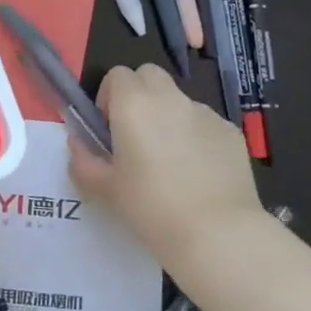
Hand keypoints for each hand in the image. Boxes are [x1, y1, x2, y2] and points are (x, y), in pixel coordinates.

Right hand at [67, 63, 262, 267]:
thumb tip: (78, 144)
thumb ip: (84, 161)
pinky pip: (205, 124)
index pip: (117, 75)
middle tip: (136, 135)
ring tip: (171, 162)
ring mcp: (205, 113)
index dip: (109, 97)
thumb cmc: (152, 208)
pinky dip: (197, 138)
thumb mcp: (106, 190)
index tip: (109, 129)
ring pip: (179, 101)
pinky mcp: (231, 132)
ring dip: (169, 117)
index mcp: (134, 104)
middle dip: (139, 95)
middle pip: (149, 76)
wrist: (219, 235)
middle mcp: (170, 98)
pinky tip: (199, 175)